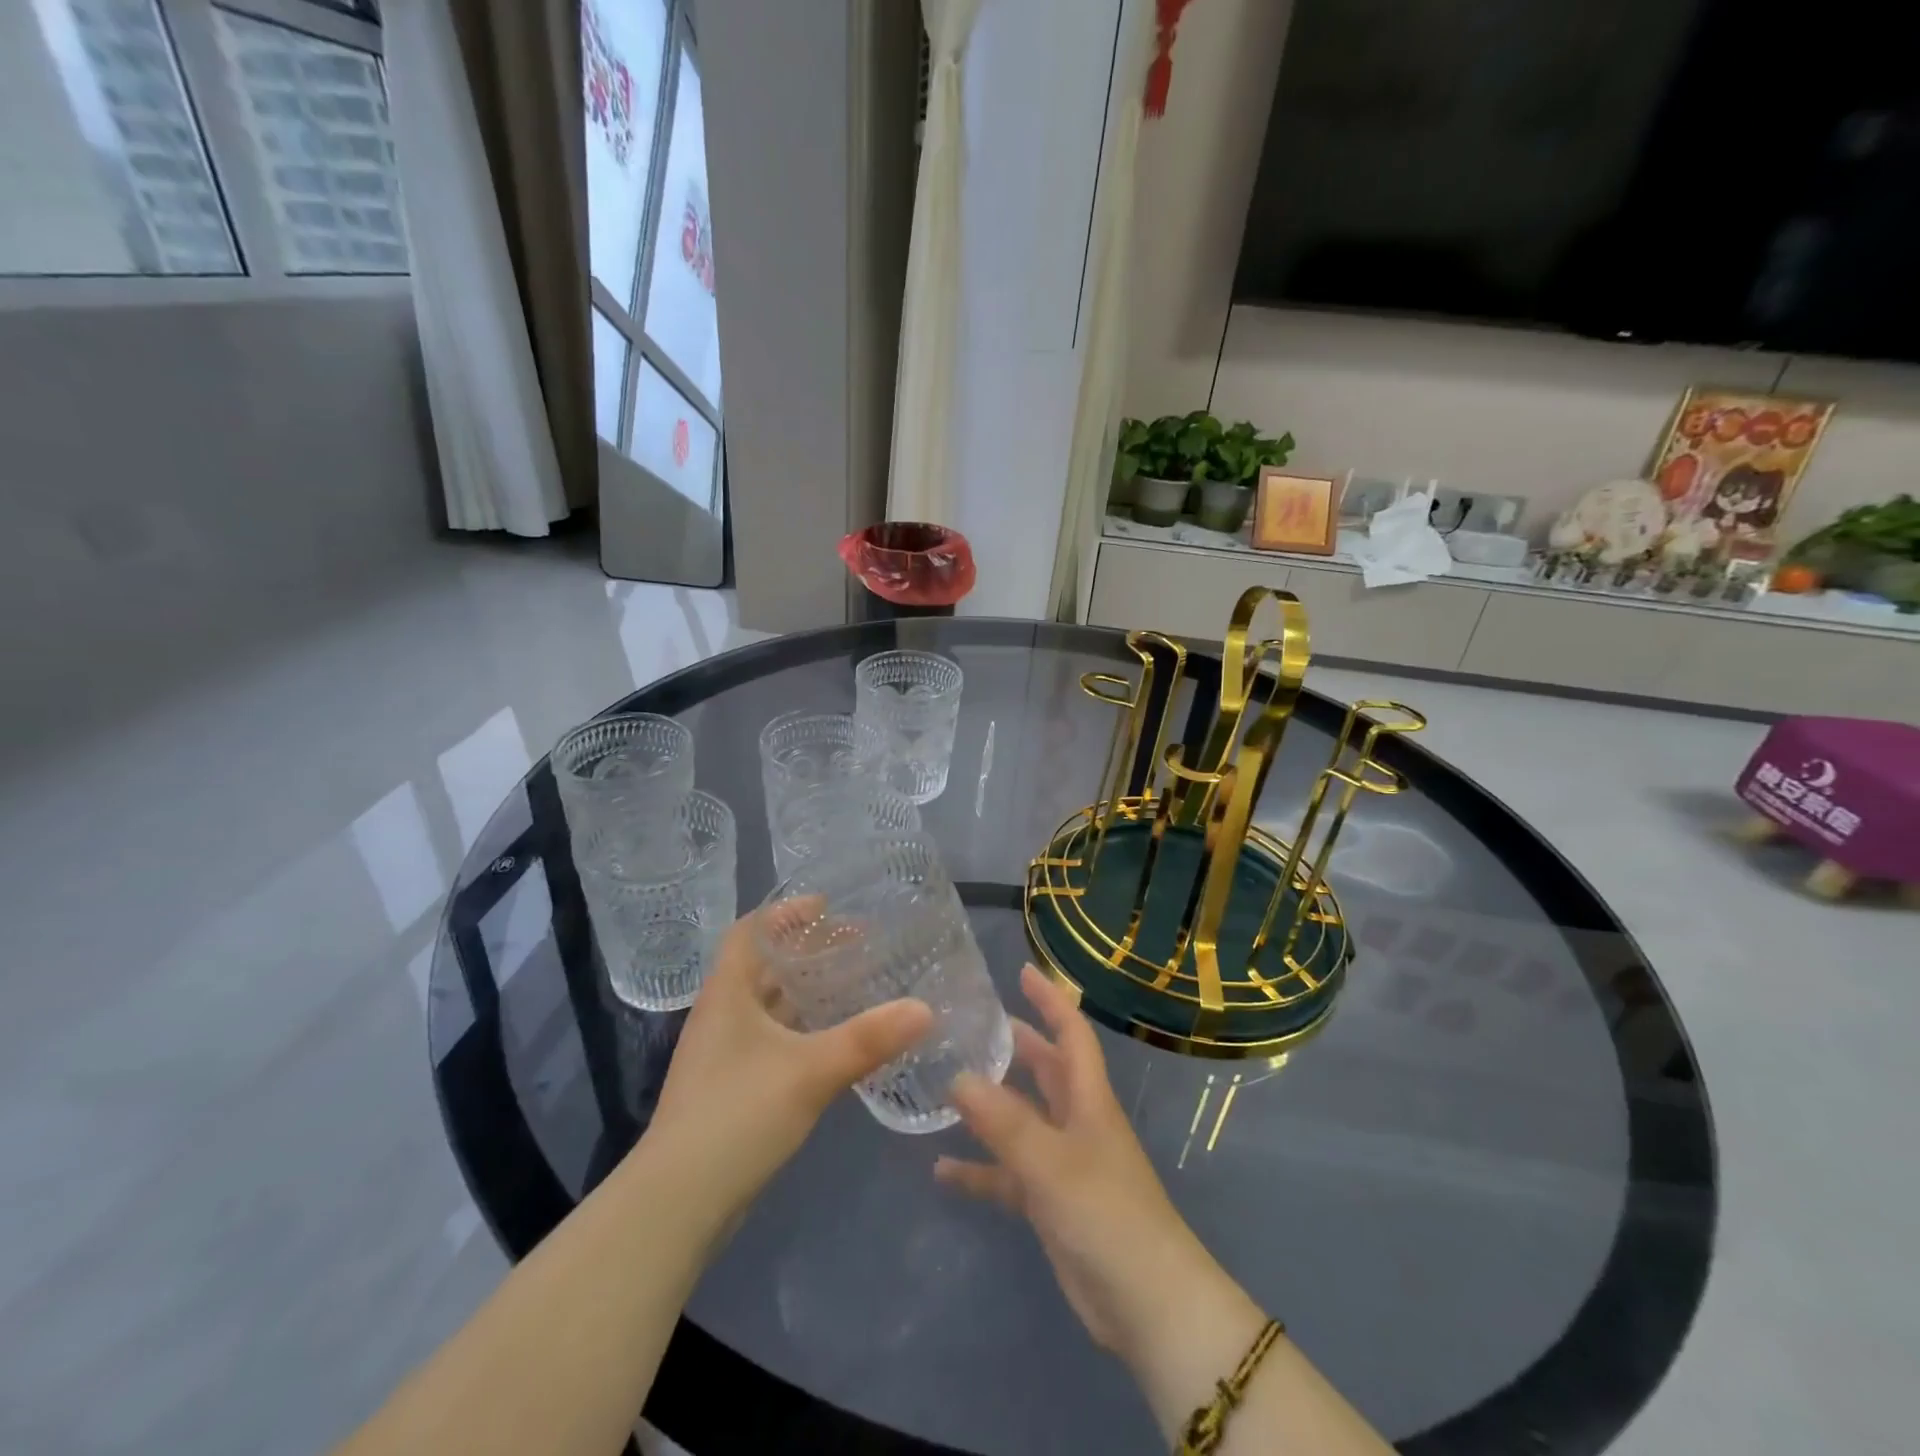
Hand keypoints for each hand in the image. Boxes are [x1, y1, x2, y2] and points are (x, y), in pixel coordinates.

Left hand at [645, 904, 933, 1222]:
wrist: (678, 1204)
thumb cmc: (738, 1115)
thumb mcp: (810, 1071)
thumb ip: (868, 1038)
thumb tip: (925, 1008)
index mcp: (727, 993)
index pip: (750, 932)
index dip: (784, 913)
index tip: (827, 906)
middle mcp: (722, 1015)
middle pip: (763, 966)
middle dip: (807, 952)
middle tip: (856, 945)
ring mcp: (724, 1055)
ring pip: (769, 1007)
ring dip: (806, 993)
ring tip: (854, 985)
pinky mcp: (732, 1088)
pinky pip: (773, 1040)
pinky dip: (803, 1030)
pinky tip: (835, 1042)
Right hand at [935, 965, 1245, 1361]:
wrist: (1147, 1305)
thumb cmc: (1107, 1215)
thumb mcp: (1051, 1163)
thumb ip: (1004, 1122)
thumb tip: (957, 1076)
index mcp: (1087, 1098)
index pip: (1071, 1033)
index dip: (1050, 999)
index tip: (1022, 971)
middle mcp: (1076, 1121)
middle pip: (1043, 1069)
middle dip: (1012, 1044)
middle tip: (968, 1026)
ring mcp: (1063, 1162)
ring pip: (1021, 1120)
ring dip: (988, 1105)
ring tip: (943, 1086)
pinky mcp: (1050, 1202)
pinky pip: (1008, 1175)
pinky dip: (980, 1169)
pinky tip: (941, 1169)